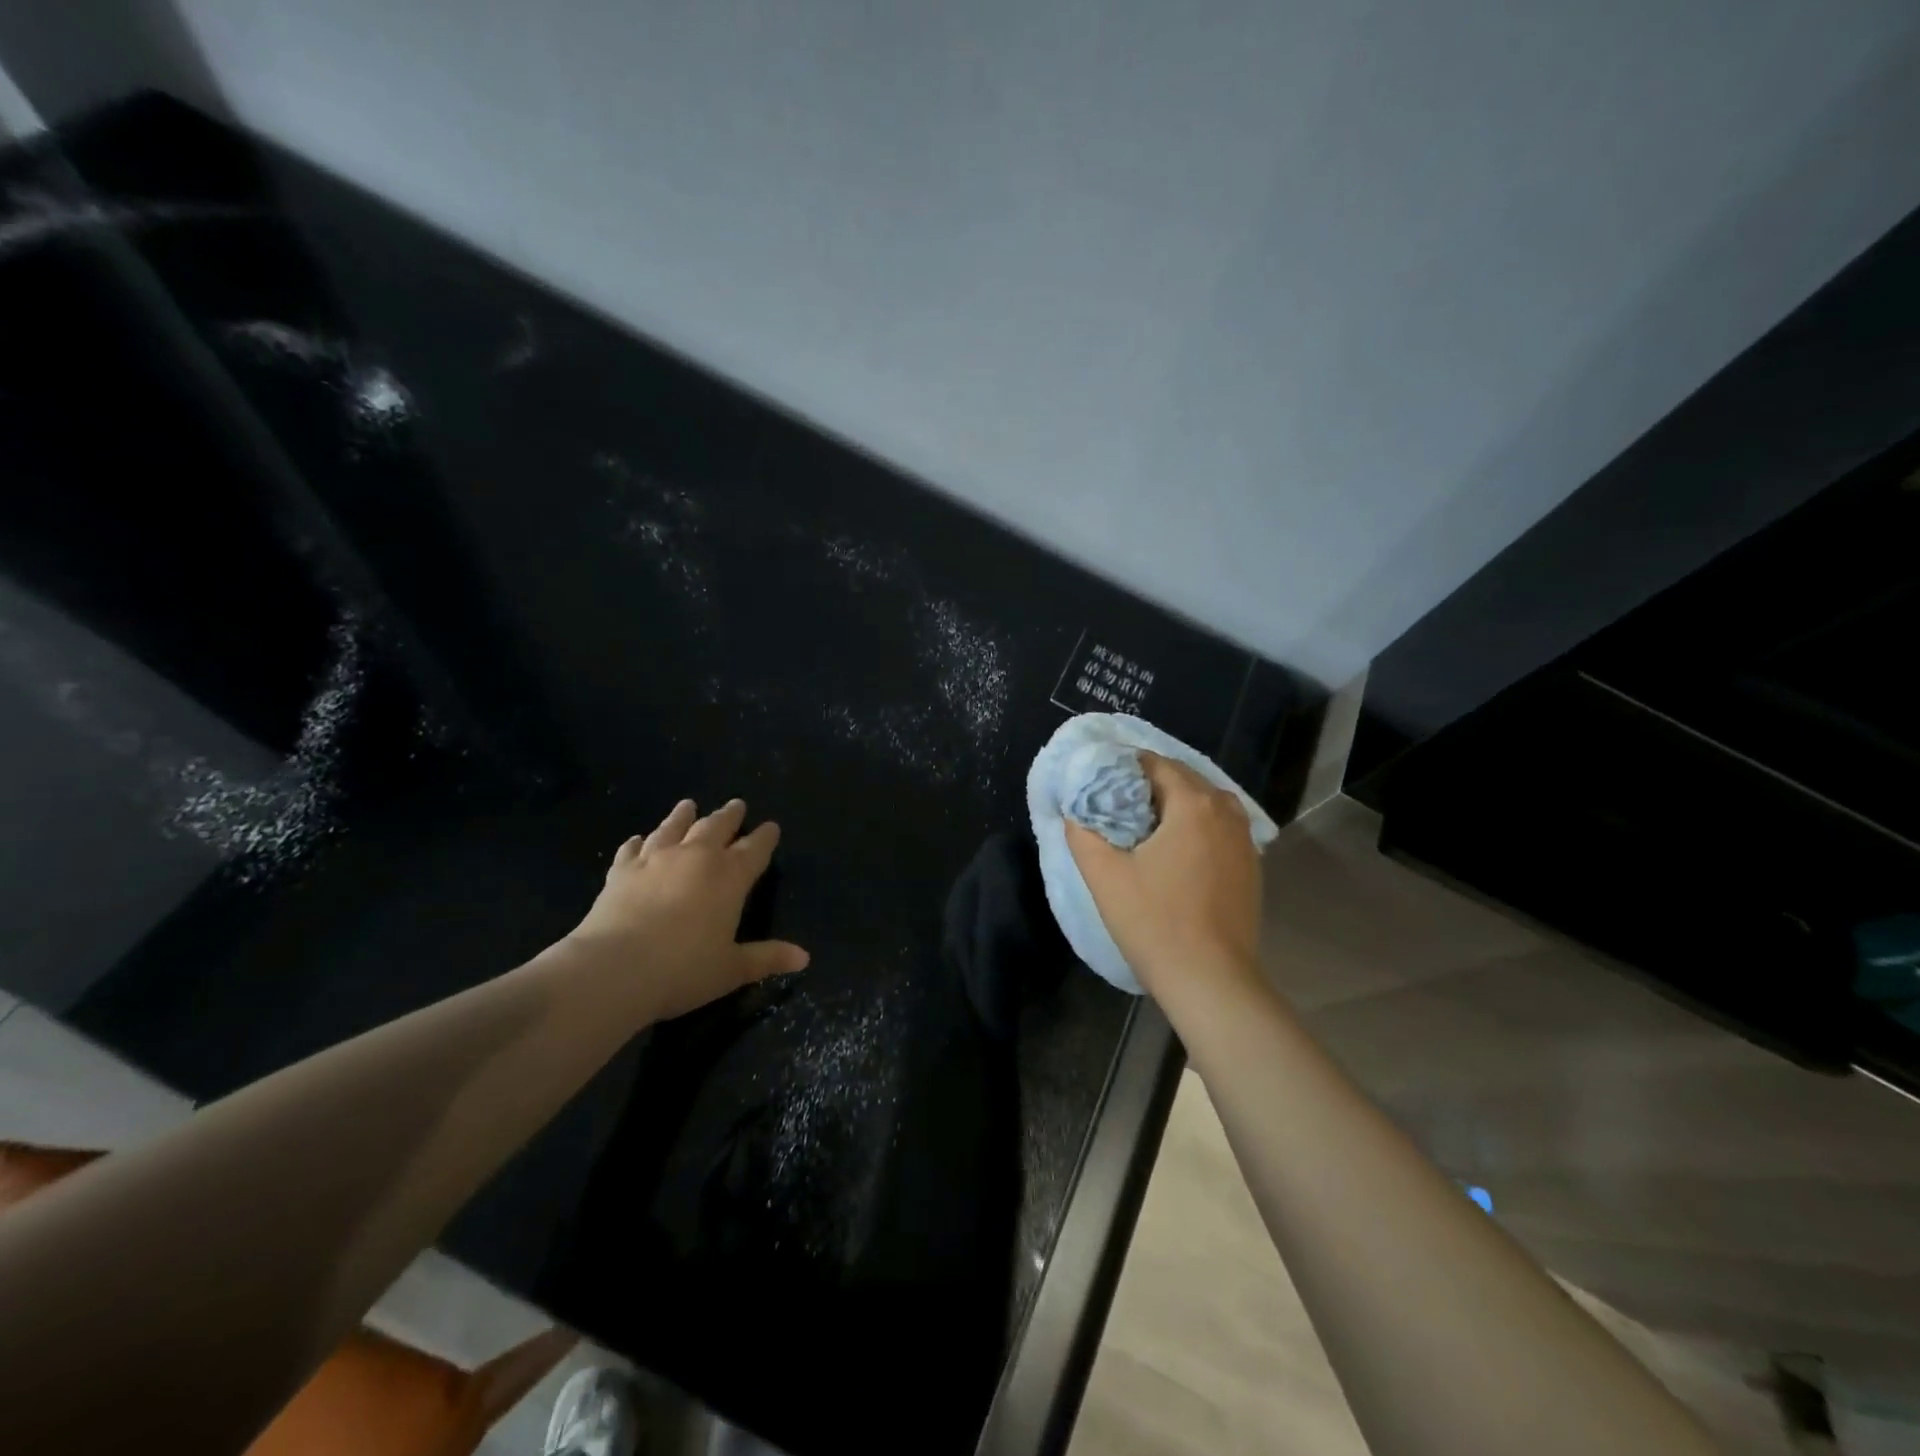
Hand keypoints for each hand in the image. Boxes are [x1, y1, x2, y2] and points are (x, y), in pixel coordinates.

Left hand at [564, 798, 809, 1023]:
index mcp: (729, 877)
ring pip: (674, 827)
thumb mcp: (732, 969)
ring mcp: (655, 860)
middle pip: (717, 827)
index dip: (765, 837)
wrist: (613, 969)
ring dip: (683, 815)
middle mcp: (696, 858)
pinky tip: (638, 840)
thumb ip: (767, 958)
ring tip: (689, 805)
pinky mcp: (621, 871)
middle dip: (730, 816)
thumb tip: (804, 957)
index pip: (755, 849)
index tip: (771, 827)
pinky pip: (632, 849)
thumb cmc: (683, 970)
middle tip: (737, 805)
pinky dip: (638, 842)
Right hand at [1065, 754, 1264, 1004]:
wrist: (1211, 980)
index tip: (1099, 788)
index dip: (1122, 769)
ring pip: (1203, 803)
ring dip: (1173, 806)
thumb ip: (1083, 832)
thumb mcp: (1104, 874)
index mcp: (1193, 804)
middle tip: (1115, 808)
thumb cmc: (1154, 922)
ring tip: (1142, 829)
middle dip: (1147, 786)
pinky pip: (1218, 827)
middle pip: (1182, 779)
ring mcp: (1245, 839)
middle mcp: (1226, 811)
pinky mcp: (1251, 864)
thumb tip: (1076, 810)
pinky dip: (1195, 827)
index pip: (1154, 764)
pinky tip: (1173, 853)